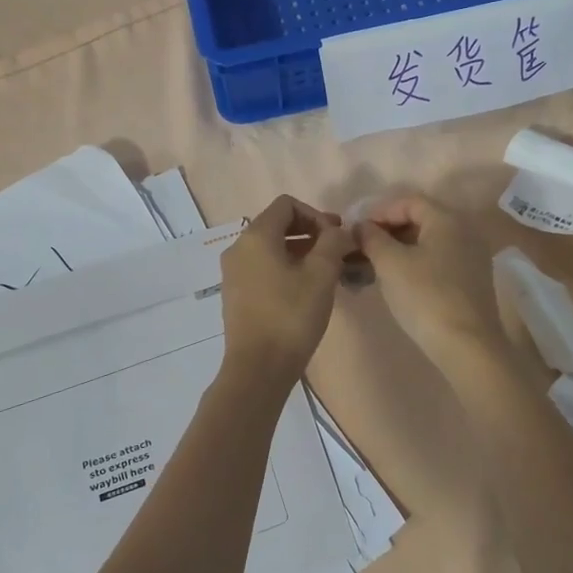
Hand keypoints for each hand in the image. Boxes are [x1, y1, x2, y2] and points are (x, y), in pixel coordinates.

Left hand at [219, 196, 354, 384]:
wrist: (258, 368)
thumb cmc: (291, 316)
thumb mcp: (321, 275)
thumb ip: (333, 243)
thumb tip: (339, 231)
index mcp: (256, 236)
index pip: (287, 204)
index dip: (316, 214)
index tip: (336, 237)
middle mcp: (238, 248)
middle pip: (277, 224)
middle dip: (310, 232)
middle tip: (337, 252)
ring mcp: (233, 273)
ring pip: (270, 248)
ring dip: (300, 252)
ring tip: (326, 272)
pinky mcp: (236, 294)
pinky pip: (262, 268)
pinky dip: (285, 268)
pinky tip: (305, 290)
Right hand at [354, 192, 506, 360]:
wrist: (467, 346)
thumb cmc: (425, 296)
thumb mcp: (390, 263)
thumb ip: (371, 238)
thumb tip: (361, 226)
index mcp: (447, 219)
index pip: (408, 201)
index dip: (379, 211)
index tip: (357, 229)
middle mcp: (465, 231)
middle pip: (420, 219)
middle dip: (388, 230)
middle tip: (362, 247)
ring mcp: (472, 256)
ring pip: (428, 242)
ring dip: (399, 248)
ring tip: (374, 265)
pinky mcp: (472, 280)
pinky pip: (438, 259)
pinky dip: (415, 262)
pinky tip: (397, 280)